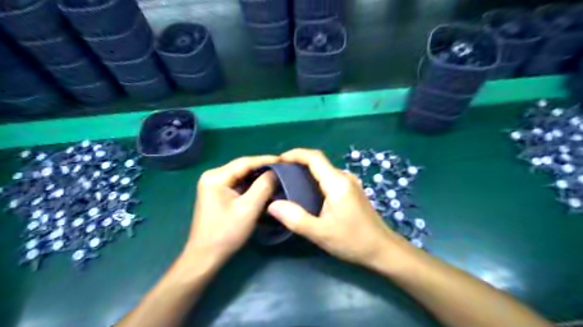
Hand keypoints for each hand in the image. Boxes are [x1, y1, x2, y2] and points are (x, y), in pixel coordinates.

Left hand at [186, 156, 277, 265]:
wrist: (206, 257)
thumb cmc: (226, 233)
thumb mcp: (249, 208)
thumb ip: (263, 186)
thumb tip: (275, 172)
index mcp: (216, 176)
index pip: (245, 162)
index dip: (267, 160)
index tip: (285, 160)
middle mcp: (213, 176)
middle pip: (243, 168)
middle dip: (264, 169)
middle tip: (285, 170)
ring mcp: (215, 185)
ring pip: (242, 176)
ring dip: (259, 178)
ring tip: (279, 177)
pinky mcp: (219, 194)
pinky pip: (239, 185)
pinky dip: (253, 186)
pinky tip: (266, 188)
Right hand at [268, 149, 406, 266]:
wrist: (383, 249)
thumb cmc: (352, 241)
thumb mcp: (320, 233)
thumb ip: (295, 218)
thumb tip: (272, 205)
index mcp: (337, 183)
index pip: (314, 157)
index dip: (295, 154)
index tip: (278, 160)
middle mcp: (345, 177)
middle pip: (318, 162)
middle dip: (297, 163)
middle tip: (279, 174)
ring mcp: (350, 183)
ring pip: (324, 170)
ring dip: (306, 172)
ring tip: (288, 183)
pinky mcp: (352, 190)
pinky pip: (330, 178)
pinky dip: (315, 179)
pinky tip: (307, 192)